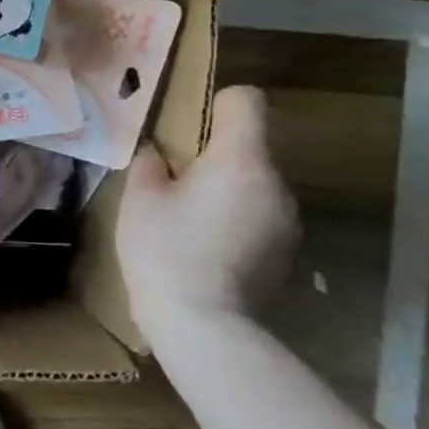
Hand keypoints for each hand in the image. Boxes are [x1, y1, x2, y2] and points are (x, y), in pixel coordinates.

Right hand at [117, 86, 299, 345]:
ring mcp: (287, 222)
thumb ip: (151, 163)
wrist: (205, 327)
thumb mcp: (140, 199)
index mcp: (241, 161)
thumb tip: (159, 152)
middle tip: (173, 180)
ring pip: (253, 185)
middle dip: (214, 155)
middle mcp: (276, 184)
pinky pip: (259, 217)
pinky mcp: (286, 254)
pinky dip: (235, 221)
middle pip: (249, 147)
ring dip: (225, 190)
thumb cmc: (166, 251)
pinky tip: (205, 248)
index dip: (216, 104)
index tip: (187, 127)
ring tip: (187, 220)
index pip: (246, 102)